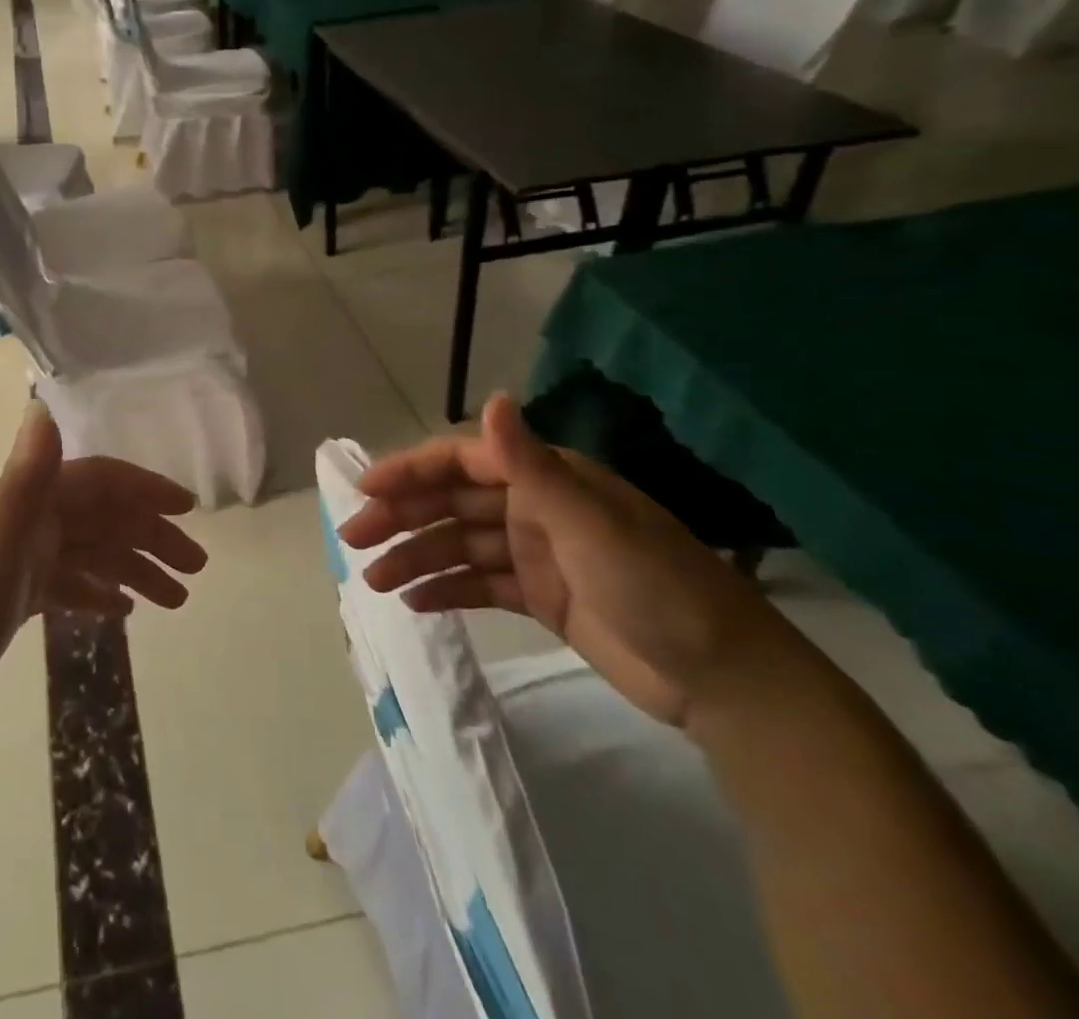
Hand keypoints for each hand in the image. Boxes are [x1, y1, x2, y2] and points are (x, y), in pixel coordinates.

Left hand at [0, 402, 202, 741]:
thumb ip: (25, 481)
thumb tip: (42, 405)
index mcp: (22, 505)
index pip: (96, 481)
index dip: (143, 489)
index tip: (188, 510)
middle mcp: (23, 524)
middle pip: (99, 518)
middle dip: (149, 537)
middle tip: (195, 570)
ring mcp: (16, 562)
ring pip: (88, 554)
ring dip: (132, 569)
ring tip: (175, 600)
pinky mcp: (10, 599)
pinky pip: (66, 584)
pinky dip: (96, 592)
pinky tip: (122, 611)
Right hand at [339, 393, 791, 727]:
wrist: (726, 682)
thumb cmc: (656, 587)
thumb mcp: (588, 523)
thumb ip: (530, 464)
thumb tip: (492, 396)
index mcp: (546, 479)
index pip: (462, 462)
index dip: (410, 470)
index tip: (365, 488)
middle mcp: (535, 507)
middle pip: (451, 504)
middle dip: (401, 517)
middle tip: (352, 538)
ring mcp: (536, 553)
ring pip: (459, 545)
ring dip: (415, 557)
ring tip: (372, 580)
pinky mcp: (541, 596)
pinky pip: (480, 585)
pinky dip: (446, 589)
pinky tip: (413, 601)